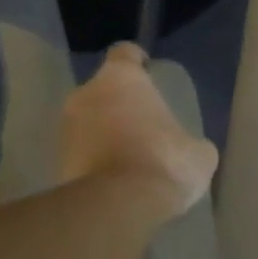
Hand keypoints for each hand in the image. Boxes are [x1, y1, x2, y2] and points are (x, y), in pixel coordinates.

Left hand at [59, 44, 217, 214]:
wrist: (119, 205)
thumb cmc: (164, 162)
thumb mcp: (200, 153)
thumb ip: (191, 140)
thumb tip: (190, 148)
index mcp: (121, 80)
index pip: (125, 54)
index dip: (138, 62)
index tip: (149, 73)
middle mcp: (86, 94)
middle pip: (104, 90)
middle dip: (121, 103)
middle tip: (145, 123)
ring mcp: (66, 128)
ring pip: (90, 121)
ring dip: (107, 132)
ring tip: (131, 155)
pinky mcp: (57, 160)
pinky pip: (83, 151)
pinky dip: (97, 159)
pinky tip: (119, 178)